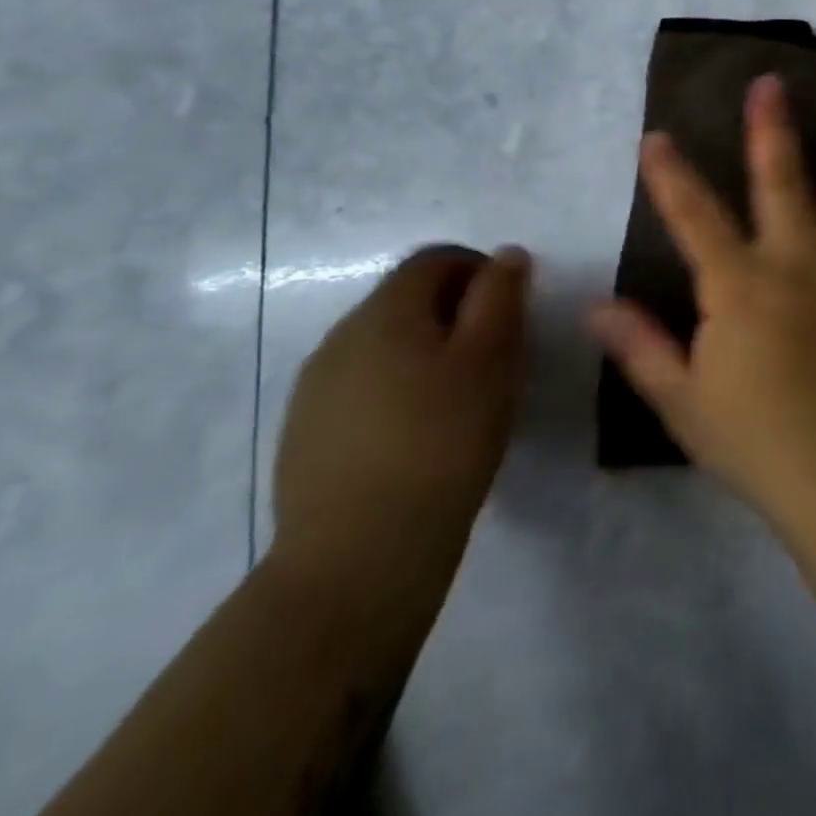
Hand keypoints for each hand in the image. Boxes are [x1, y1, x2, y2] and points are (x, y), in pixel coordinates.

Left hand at [272, 245, 529, 603]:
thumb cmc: (441, 444)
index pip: (433, 260)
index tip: (510, 311)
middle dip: (454, 313)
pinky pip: (361, 388)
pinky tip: (417, 438)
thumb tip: (507, 254)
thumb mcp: (492, 360)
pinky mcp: (305, 436)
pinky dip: (396, 392)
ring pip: (383, 346)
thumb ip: (501, 297)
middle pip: (405, 299)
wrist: (357, 561)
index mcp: (384, 312)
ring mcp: (314, 390)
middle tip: (494, 358)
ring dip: (424, 353)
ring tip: (459, 401)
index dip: (479, 270)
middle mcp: (340, 337)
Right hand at [588, 75, 815, 513]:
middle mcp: (794, 263)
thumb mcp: (683, 401)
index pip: (694, 217)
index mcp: (738, 285)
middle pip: (780, 181)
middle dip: (771, 129)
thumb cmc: (757, 441)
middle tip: (771, 84)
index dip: (671, 175)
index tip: (655, 137)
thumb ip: (642, 348)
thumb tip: (594, 306)